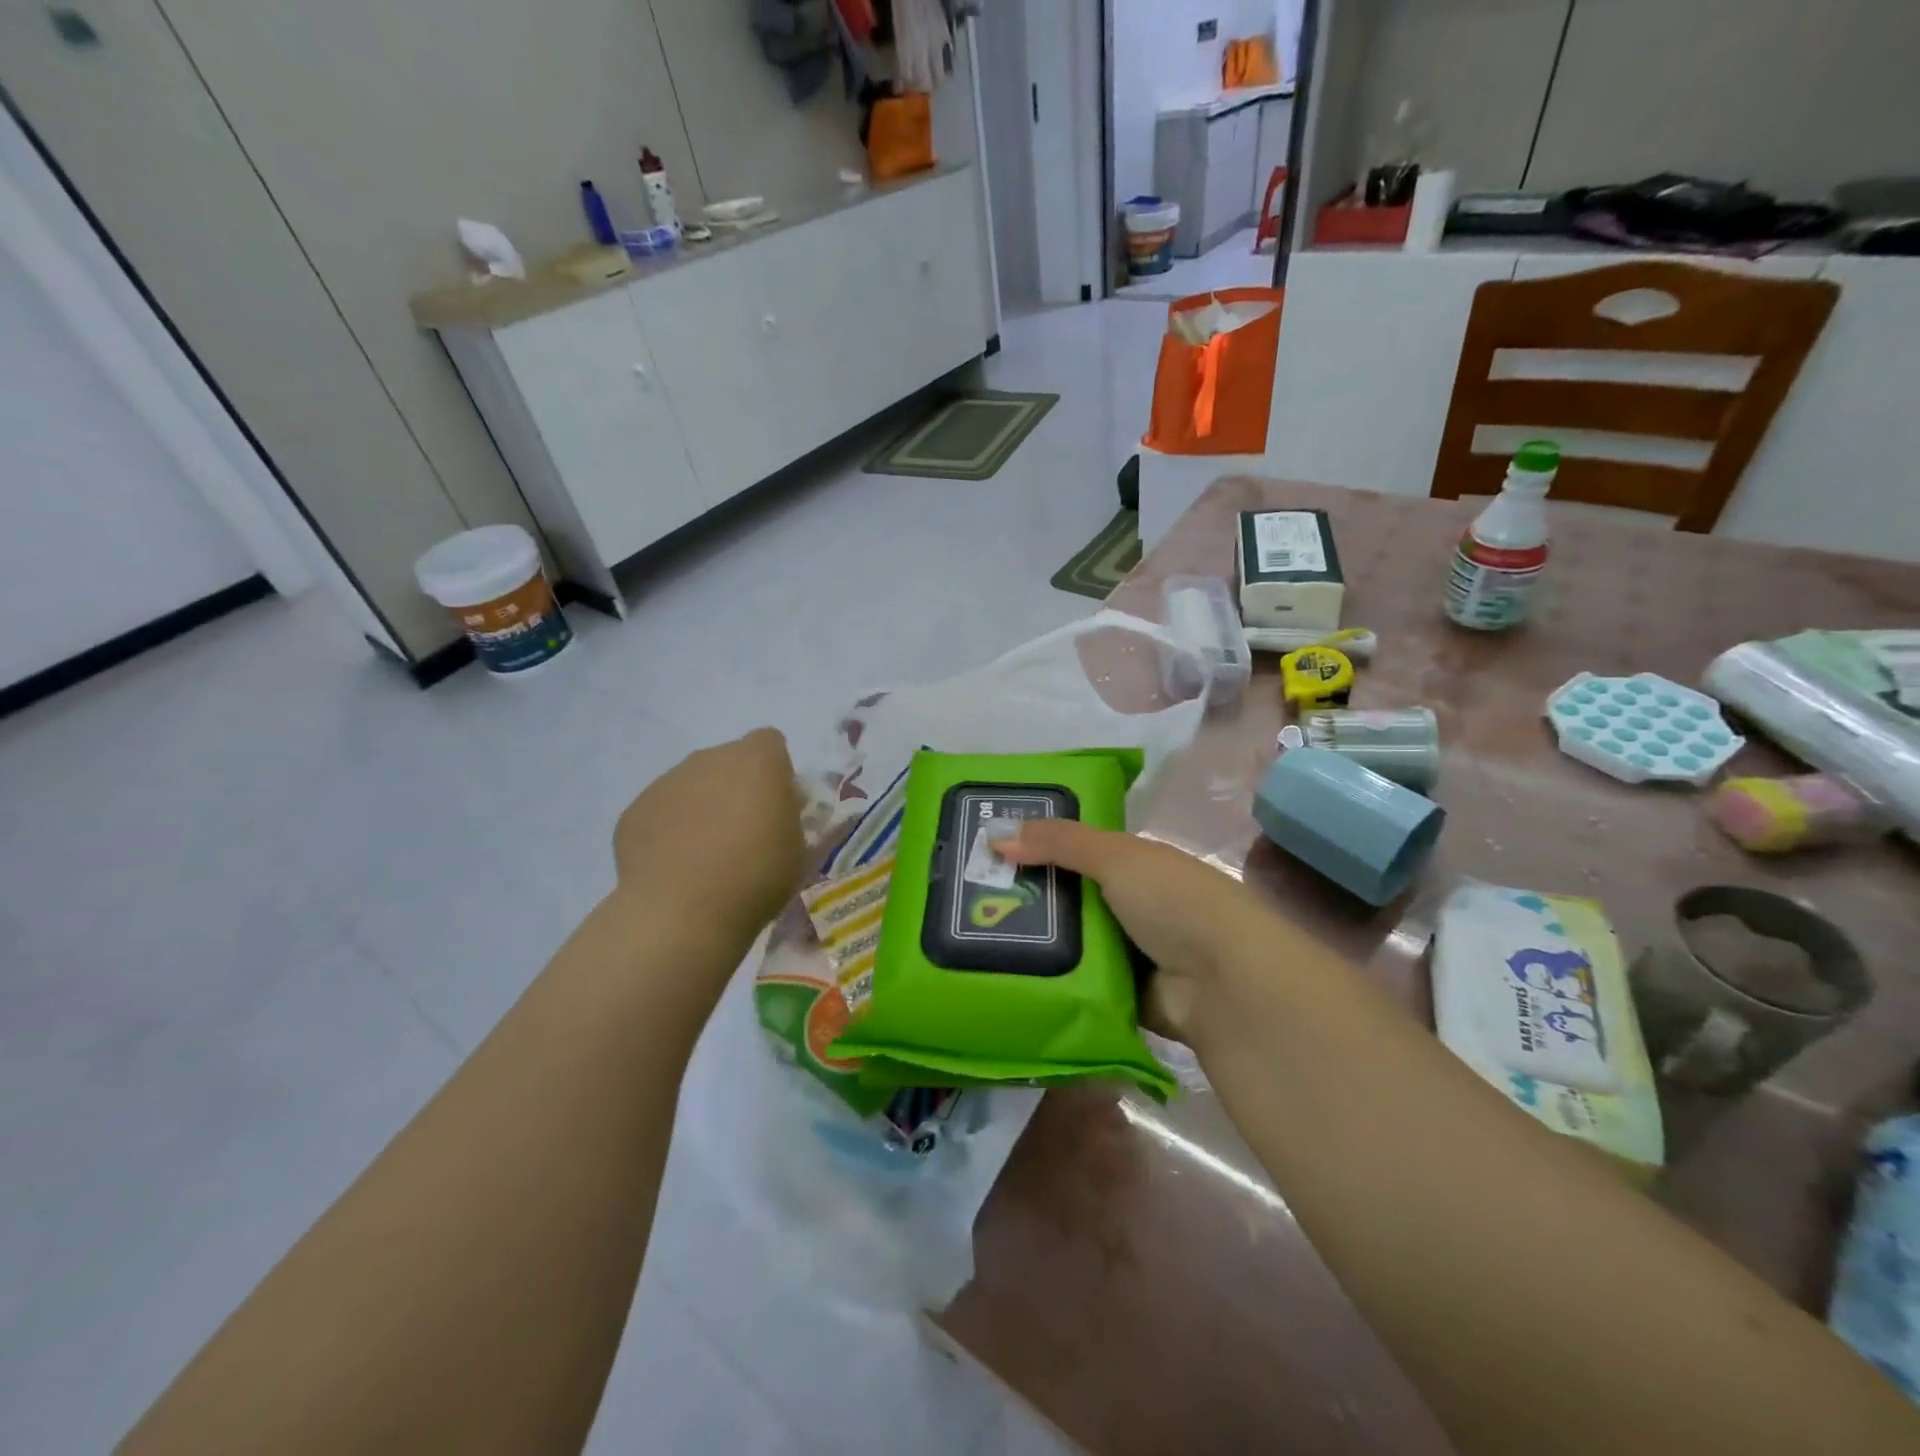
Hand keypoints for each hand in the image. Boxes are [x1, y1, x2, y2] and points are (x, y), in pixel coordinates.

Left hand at [612, 728, 804, 941]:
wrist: (683, 911)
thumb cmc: (756, 875)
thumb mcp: (797, 846)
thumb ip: (786, 815)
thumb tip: (772, 808)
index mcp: (757, 761)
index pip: (769, 742)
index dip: (774, 770)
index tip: (776, 804)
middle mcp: (709, 759)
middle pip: (728, 762)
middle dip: (736, 788)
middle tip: (742, 833)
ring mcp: (666, 782)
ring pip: (691, 785)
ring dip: (701, 807)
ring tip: (705, 856)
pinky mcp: (634, 810)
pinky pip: (661, 812)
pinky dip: (669, 831)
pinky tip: (675, 868)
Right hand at [994, 821, 1276, 1041]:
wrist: (1226, 986)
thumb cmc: (1174, 902)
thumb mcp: (1115, 857)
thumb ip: (1059, 842)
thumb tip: (995, 836)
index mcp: (1136, 864)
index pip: (1077, 850)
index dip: (1036, 847)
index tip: (987, 852)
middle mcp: (1132, 905)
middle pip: (1069, 897)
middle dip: (1027, 898)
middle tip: (968, 900)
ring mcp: (1131, 953)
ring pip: (1071, 943)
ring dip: (1036, 943)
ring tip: (974, 940)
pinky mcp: (1126, 998)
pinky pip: (1080, 984)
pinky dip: (1054, 982)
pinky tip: (1009, 978)